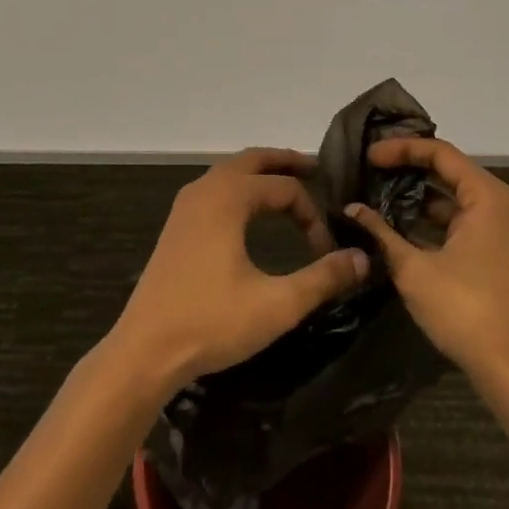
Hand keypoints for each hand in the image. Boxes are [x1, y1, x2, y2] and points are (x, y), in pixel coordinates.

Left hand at [108, 148, 369, 394]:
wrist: (146, 349)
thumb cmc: (212, 322)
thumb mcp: (276, 304)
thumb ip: (322, 279)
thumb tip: (363, 258)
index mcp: (229, 197)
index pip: (285, 187)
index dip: (312, 213)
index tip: (326, 249)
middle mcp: (206, 188)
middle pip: (254, 159)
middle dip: (286, 162)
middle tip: (317, 170)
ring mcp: (187, 204)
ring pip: (232, 171)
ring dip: (261, 173)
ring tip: (289, 188)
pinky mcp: (178, 223)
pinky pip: (217, 187)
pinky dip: (241, 187)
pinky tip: (251, 213)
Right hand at [343, 137, 508, 399]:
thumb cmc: (467, 311)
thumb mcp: (415, 270)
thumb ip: (381, 234)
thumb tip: (351, 208)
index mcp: (486, 196)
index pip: (440, 153)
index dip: (401, 149)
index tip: (368, 156)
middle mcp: (499, 203)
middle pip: (449, 169)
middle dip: (408, 167)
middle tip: (370, 168)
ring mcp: (501, 229)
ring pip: (454, 197)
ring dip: (419, 196)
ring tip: (378, 194)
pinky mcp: (498, 252)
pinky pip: (461, 220)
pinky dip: (432, 219)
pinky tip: (401, 229)